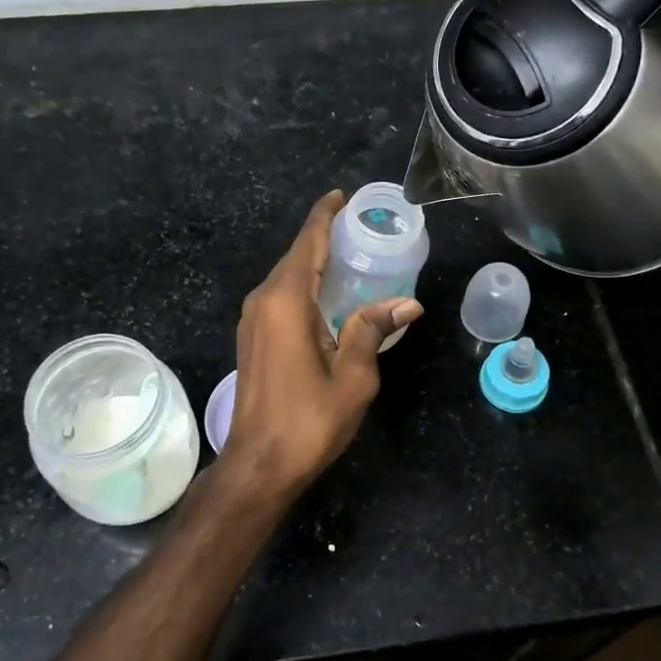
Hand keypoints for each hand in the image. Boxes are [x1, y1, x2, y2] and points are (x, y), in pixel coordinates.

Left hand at [220, 191, 422, 499]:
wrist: (258, 465)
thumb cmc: (308, 421)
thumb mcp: (353, 377)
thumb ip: (372, 330)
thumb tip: (408, 303)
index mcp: (286, 302)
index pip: (307, 244)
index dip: (324, 217)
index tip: (341, 196)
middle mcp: (263, 302)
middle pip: (296, 256)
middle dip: (324, 237)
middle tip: (361, 227)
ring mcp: (253, 320)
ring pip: (287, 277)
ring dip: (314, 262)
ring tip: (351, 254)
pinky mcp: (253, 338)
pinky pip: (281, 296)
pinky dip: (305, 284)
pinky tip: (329, 292)